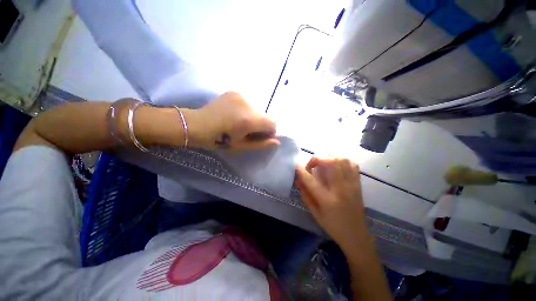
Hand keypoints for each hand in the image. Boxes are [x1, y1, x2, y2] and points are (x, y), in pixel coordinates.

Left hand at [191, 92, 279, 149]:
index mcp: (248, 120)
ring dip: (254, 117)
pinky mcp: (235, 92)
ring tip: (239, 123)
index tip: (259, 136)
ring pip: (257, 109)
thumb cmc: (218, 140)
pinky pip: (249, 104)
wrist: (196, 124)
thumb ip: (260, 143)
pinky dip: (247, 111)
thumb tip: (277, 142)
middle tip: (247, 131)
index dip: (269, 131)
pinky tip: (234, 115)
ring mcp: (240, 95)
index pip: (272, 123)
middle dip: (261, 125)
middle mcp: (247, 104)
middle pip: (265, 116)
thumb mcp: (240, 145)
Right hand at [296, 157, 368, 250]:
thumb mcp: (314, 213)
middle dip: (317, 158)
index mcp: (328, 201)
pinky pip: (352, 164)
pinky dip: (342, 160)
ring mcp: (352, 185)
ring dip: (329, 157)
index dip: (302, 171)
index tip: (296, 165)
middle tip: (312, 165)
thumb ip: (305, 194)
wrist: (356, 235)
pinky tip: (335, 165)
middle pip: (331, 162)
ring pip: (342, 160)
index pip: (311, 181)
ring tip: (323, 163)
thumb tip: (299, 180)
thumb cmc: (333, 226)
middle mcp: (341, 189)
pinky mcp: (358, 184)